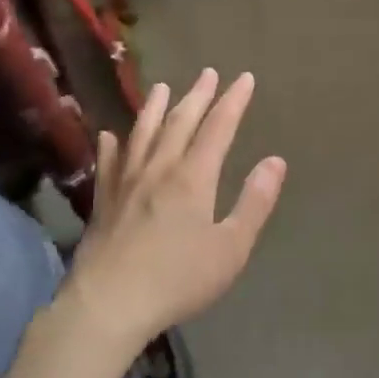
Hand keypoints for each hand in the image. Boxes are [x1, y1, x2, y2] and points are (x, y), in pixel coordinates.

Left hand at [60, 70, 285, 352]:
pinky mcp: (103, 201)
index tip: (244, 78)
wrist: (108, 305)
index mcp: (194, 177)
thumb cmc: (178, 279)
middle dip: (198, 95)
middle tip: (208, 73)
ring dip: (155, 108)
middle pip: (180, 122)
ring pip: (142, 133)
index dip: (233, 101)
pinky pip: (108, 162)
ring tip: (162, 87)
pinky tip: (109, 135)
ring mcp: (126, 182)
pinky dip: (111, 145)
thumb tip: (275, 161)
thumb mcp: (231, 247)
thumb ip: (254, 202)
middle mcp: (159, 168)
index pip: (218, 127)